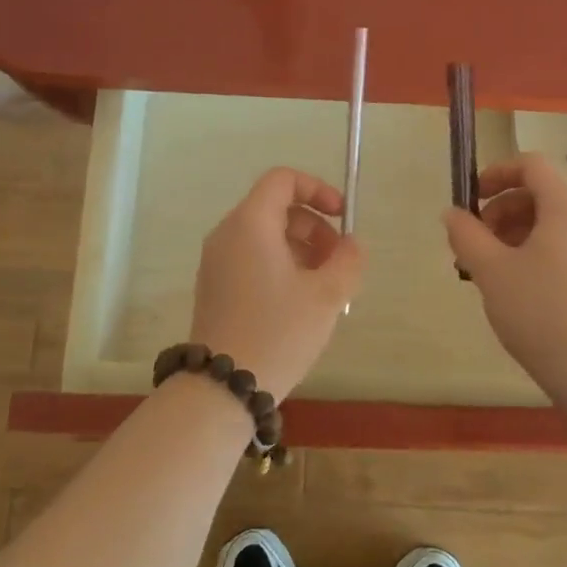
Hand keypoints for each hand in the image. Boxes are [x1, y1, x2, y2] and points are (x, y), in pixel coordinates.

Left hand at [190, 167, 364, 398]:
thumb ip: (348, 261)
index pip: (282, 180)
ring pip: (265, 236)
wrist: (222, 386)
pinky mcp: (215, 286)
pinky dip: (281, 265)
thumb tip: (352, 244)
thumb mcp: (326, 295)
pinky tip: (300, 301)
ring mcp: (216, 261)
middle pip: (276, 208)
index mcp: (250, 224)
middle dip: (314, 227)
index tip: (342, 216)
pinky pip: (252, 258)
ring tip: (325, 286)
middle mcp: (227, 234)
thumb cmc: (278, 332)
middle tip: (339, 262)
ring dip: (301, 250)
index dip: (317, 189)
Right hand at [442, 152, 566, 388]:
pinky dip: (536, 251)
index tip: (471, 199)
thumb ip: (465, 233)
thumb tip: (452, 213)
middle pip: (541, 194)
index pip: (532, 166)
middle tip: (473, 243)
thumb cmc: (539, 311)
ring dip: (515, 233)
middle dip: (501, 210)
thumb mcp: (490, 269)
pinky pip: (566, 246)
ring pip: (552, 223)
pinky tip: (517, 286)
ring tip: (490, 268)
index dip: (497, 173)